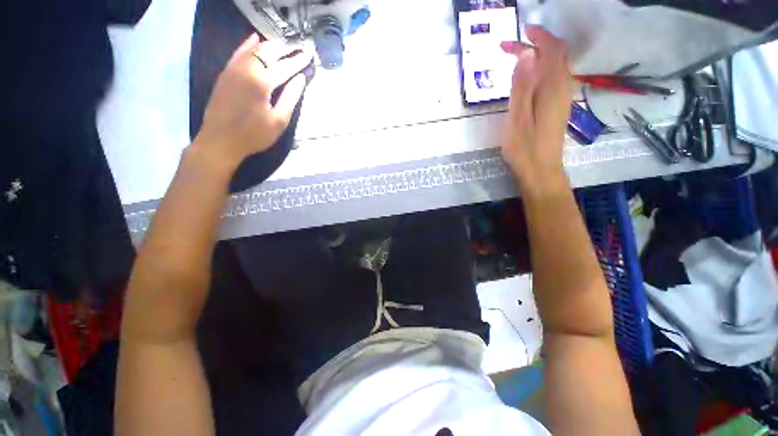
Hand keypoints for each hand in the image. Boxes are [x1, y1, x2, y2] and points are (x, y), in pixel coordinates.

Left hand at [193, 34, 312, 169]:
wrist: (220, 140)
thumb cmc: (254, 135)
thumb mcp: (279, 121)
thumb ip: (290, 97)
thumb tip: (300, 79)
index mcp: (262, 81)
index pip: (284, 66)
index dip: (298, 61)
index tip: (309, 54)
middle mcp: (246, 68)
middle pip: (268, 51)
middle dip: (285, 48)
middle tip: (298, 47)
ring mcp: (233, 68)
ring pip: (253, 49)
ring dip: (269, 45)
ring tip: (283, 44)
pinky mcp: (225, 73)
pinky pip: (238, 53)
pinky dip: (248, 45)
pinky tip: (254, 38)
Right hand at [500, 26, 571, 191]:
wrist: (541, 171)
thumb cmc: (524, 148)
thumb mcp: (517, 118)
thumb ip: (522, 86)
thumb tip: (528, 54)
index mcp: (552, 88)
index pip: (551, 51)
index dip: (537, 37)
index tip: (517, 34)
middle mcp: (562, 89)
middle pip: (556, 56)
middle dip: (536, 45)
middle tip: (510, 48)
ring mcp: (562, 99)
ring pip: (556, 67)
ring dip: (538, 57)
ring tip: (517, 59)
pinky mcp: (558, 108)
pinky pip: (554, 79)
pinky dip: (541, 70)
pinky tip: (528, 79)